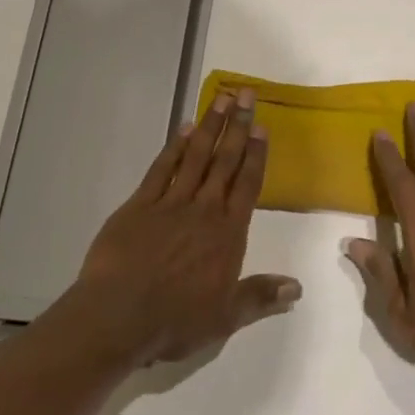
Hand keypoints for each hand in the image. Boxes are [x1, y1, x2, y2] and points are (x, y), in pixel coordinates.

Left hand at [73, 88, 300, 364]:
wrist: (117, 316)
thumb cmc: (175, 320)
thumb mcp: (225, 317)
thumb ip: (260, 297)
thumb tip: (296, 288)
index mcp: (228, 233)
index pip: (248, 184)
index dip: (256, 154)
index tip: (262, 126)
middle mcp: (204, 210)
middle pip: (225, 161)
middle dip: (237, 126)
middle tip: (246, 94)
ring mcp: (171, 203)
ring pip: (196, 156)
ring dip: (210, 126)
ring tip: (221, 99)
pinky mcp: (140, 204)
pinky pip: (161, 169)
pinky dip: (174, 147)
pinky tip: (184, 129)